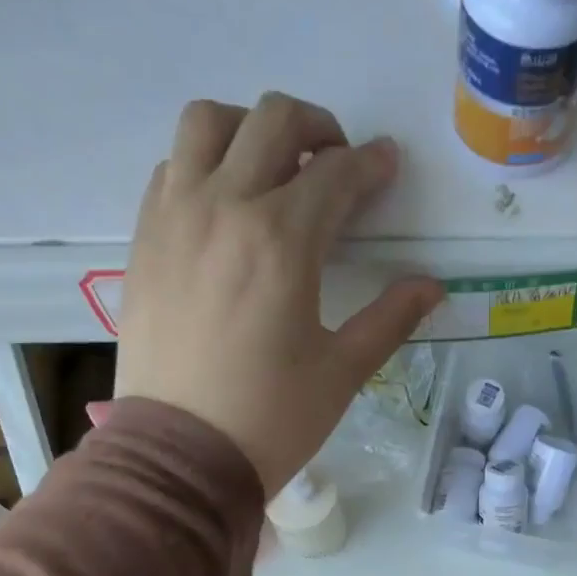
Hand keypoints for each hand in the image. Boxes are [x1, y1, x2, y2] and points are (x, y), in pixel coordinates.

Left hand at [113, 93, 445, 494]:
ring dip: (250, 130)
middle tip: (336, 164)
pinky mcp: (144, 238)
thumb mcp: (343, 372)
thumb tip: (432, 286)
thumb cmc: (272, 418)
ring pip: (209, 124)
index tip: (386, 167)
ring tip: (272, 170)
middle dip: (318, 128)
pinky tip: (223, 205)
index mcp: (283, 239)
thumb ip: (390, 319)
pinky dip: (203, 163)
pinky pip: (171, 167)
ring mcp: (175, 216)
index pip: (336, 173)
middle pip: (273, 120)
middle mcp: (225, 206)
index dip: (370, 165)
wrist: (181, 455)